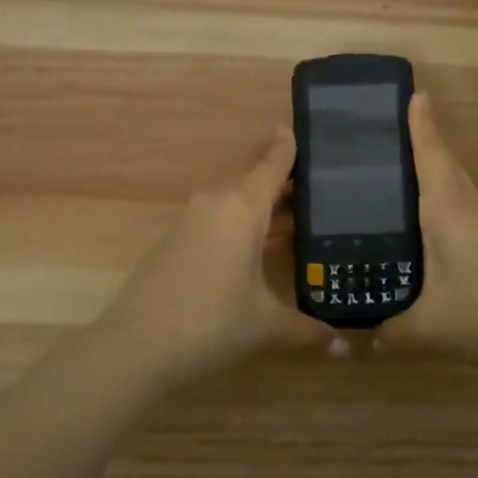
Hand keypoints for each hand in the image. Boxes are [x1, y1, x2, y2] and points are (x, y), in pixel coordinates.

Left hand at [105, 128, 329, 386]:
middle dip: (285, 185)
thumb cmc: (210, 325)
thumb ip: (307, 330)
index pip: (273, 163)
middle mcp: (217, 203)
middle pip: (256, 181)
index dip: (289, 147)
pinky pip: (219, 220)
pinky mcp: (176, 240)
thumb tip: (343, 344)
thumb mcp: (265, 327)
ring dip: (264, 210)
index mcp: (243, 207)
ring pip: (237, 203)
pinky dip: (243, 227)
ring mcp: (192, 220)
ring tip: (299, 222)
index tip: (305, 129)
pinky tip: (260, 250)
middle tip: (320, 189)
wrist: (134, 348)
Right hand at [379, 93, 477, 369]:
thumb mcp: (428, 329)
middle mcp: (466, 206)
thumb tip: (359, 337)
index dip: (420, 123)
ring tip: (399, 172)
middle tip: (389, 130)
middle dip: (422, 140)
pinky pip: (461, 207)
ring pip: (453, 185)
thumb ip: (390, 332)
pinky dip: (441, 200)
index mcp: (446, 208)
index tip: (413, 91)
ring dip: (432, 170)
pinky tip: (426, 224)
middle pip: (443, 163)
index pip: (429, 154)